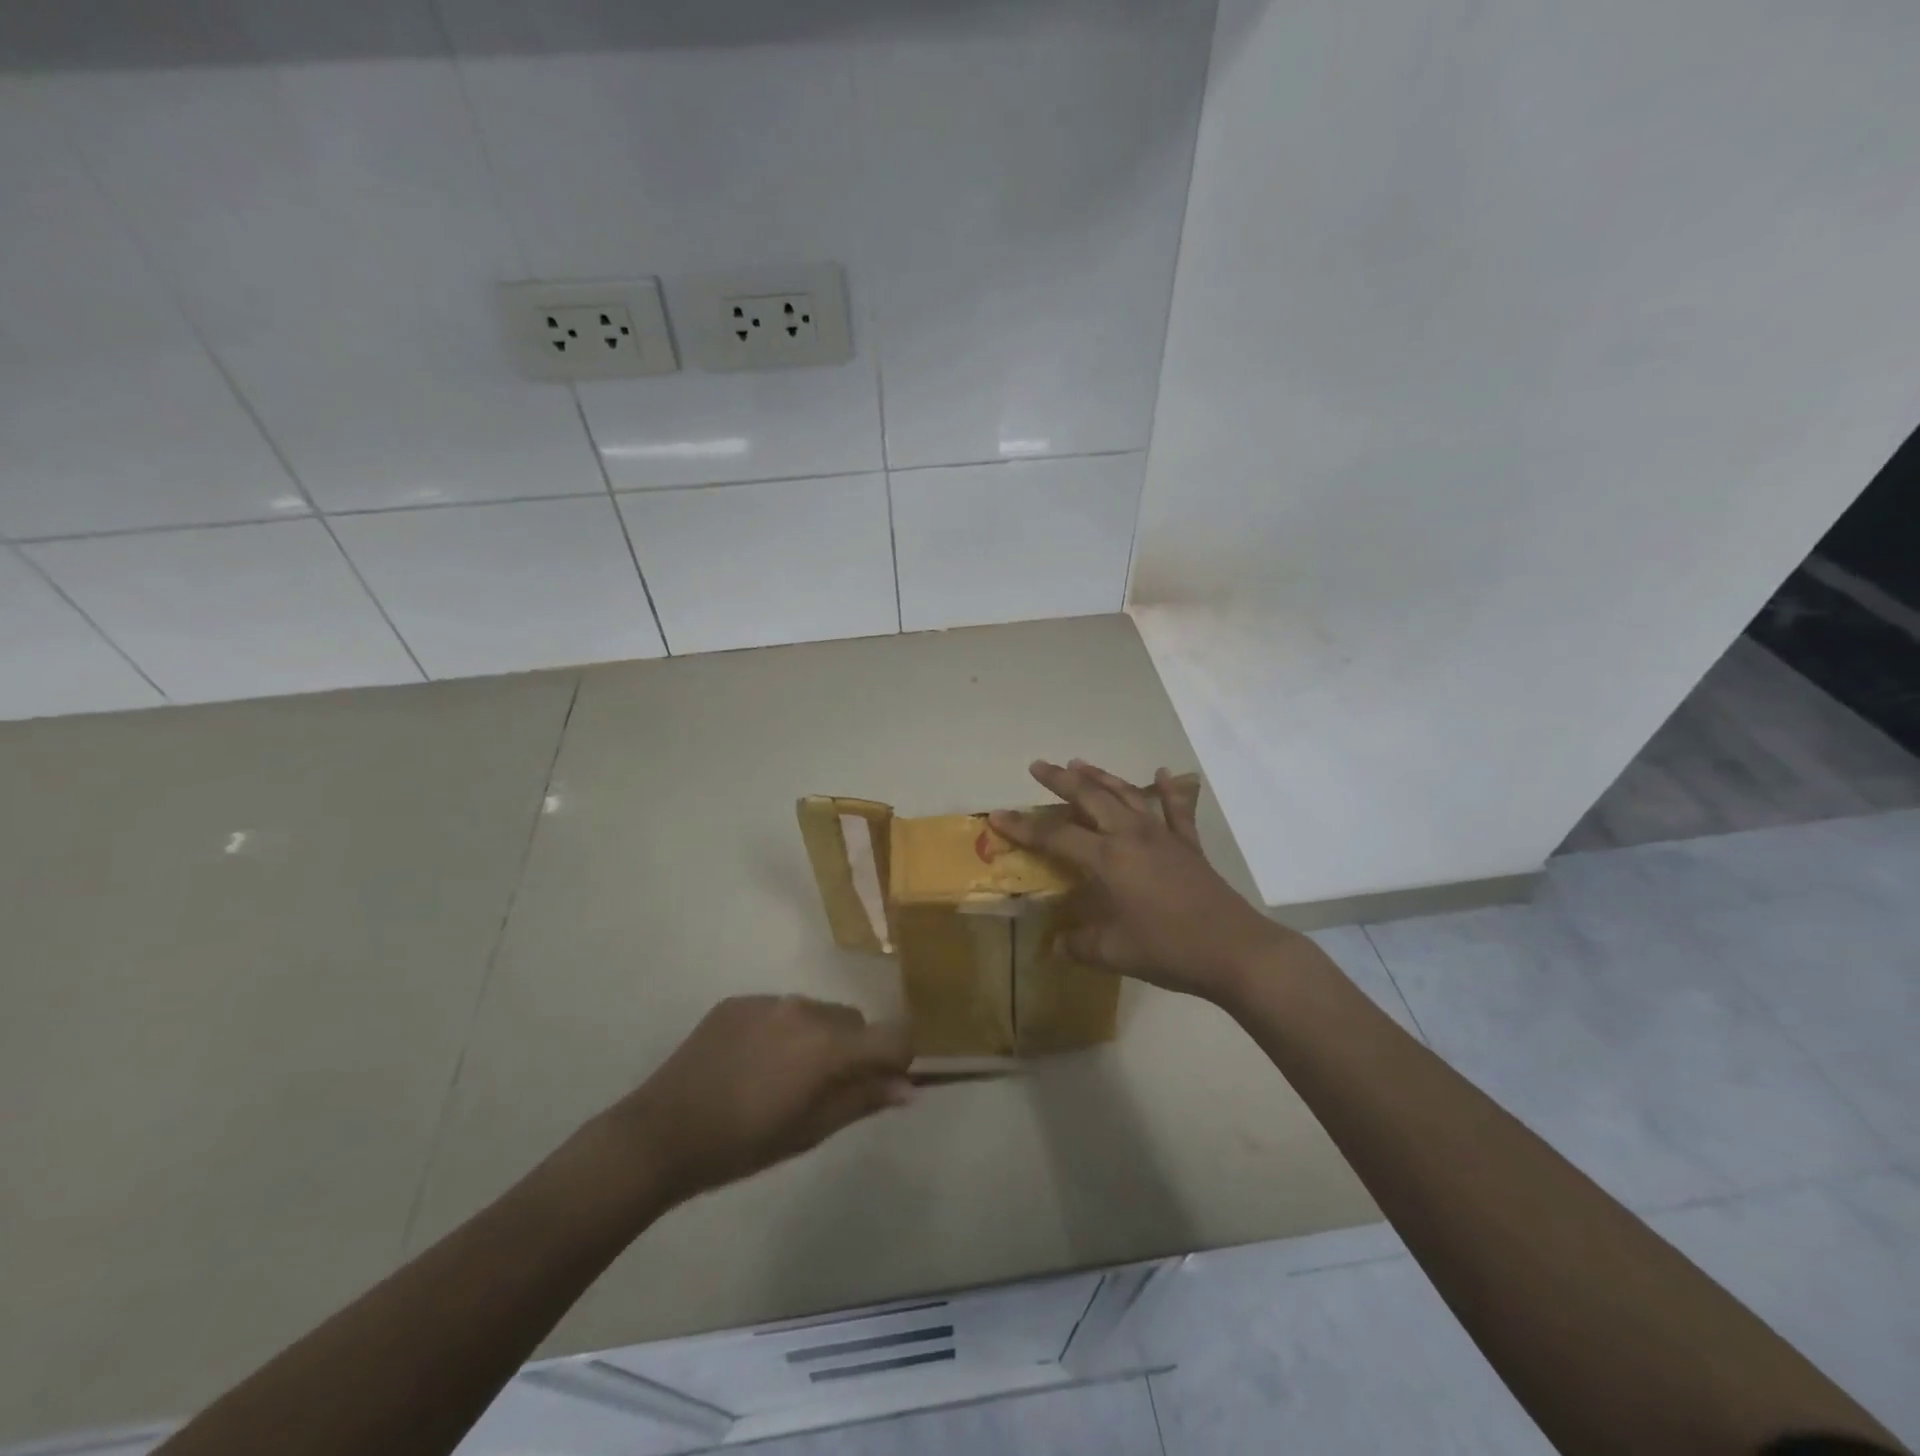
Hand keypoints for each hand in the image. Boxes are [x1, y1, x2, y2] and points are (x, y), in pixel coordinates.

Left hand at [605, 995, 913, 1202]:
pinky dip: (781, 1031)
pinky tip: (752, 1064)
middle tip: (825, 1090)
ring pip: (816, 1013)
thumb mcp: (809, 1132)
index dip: (900, 1056)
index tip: (887, 1081)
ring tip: (783, 1078)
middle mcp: (805, 1009)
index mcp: (827, 1045)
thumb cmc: (742, 1145)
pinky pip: (779, 1010)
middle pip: (853, 1022)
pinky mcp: (738, 1000)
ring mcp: (769, 1000)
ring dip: (817, 1038)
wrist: (661, 1132)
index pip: (893, 1034)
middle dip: (854, 1050)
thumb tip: (908, 1087)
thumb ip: (862, 1100)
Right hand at [990, 759, 1289, 1002]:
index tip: (997, 815)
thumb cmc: (1169, 949)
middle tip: (1039, 766)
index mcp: (1108, 859)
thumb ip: (1079, 945)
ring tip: (1079, 762)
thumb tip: (1054, 946)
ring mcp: (1163, 836)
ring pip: (1127, 794)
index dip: (1024, 827)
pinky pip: (1177, 809)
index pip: (1055, 837)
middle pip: (1090, 798)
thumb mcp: (1114, 952)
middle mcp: (1131, 836)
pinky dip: (1169, 789)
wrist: (1235, 950)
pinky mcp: (1189, 845)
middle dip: (1061, 780)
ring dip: (1101, 777)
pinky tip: (1163, 773)